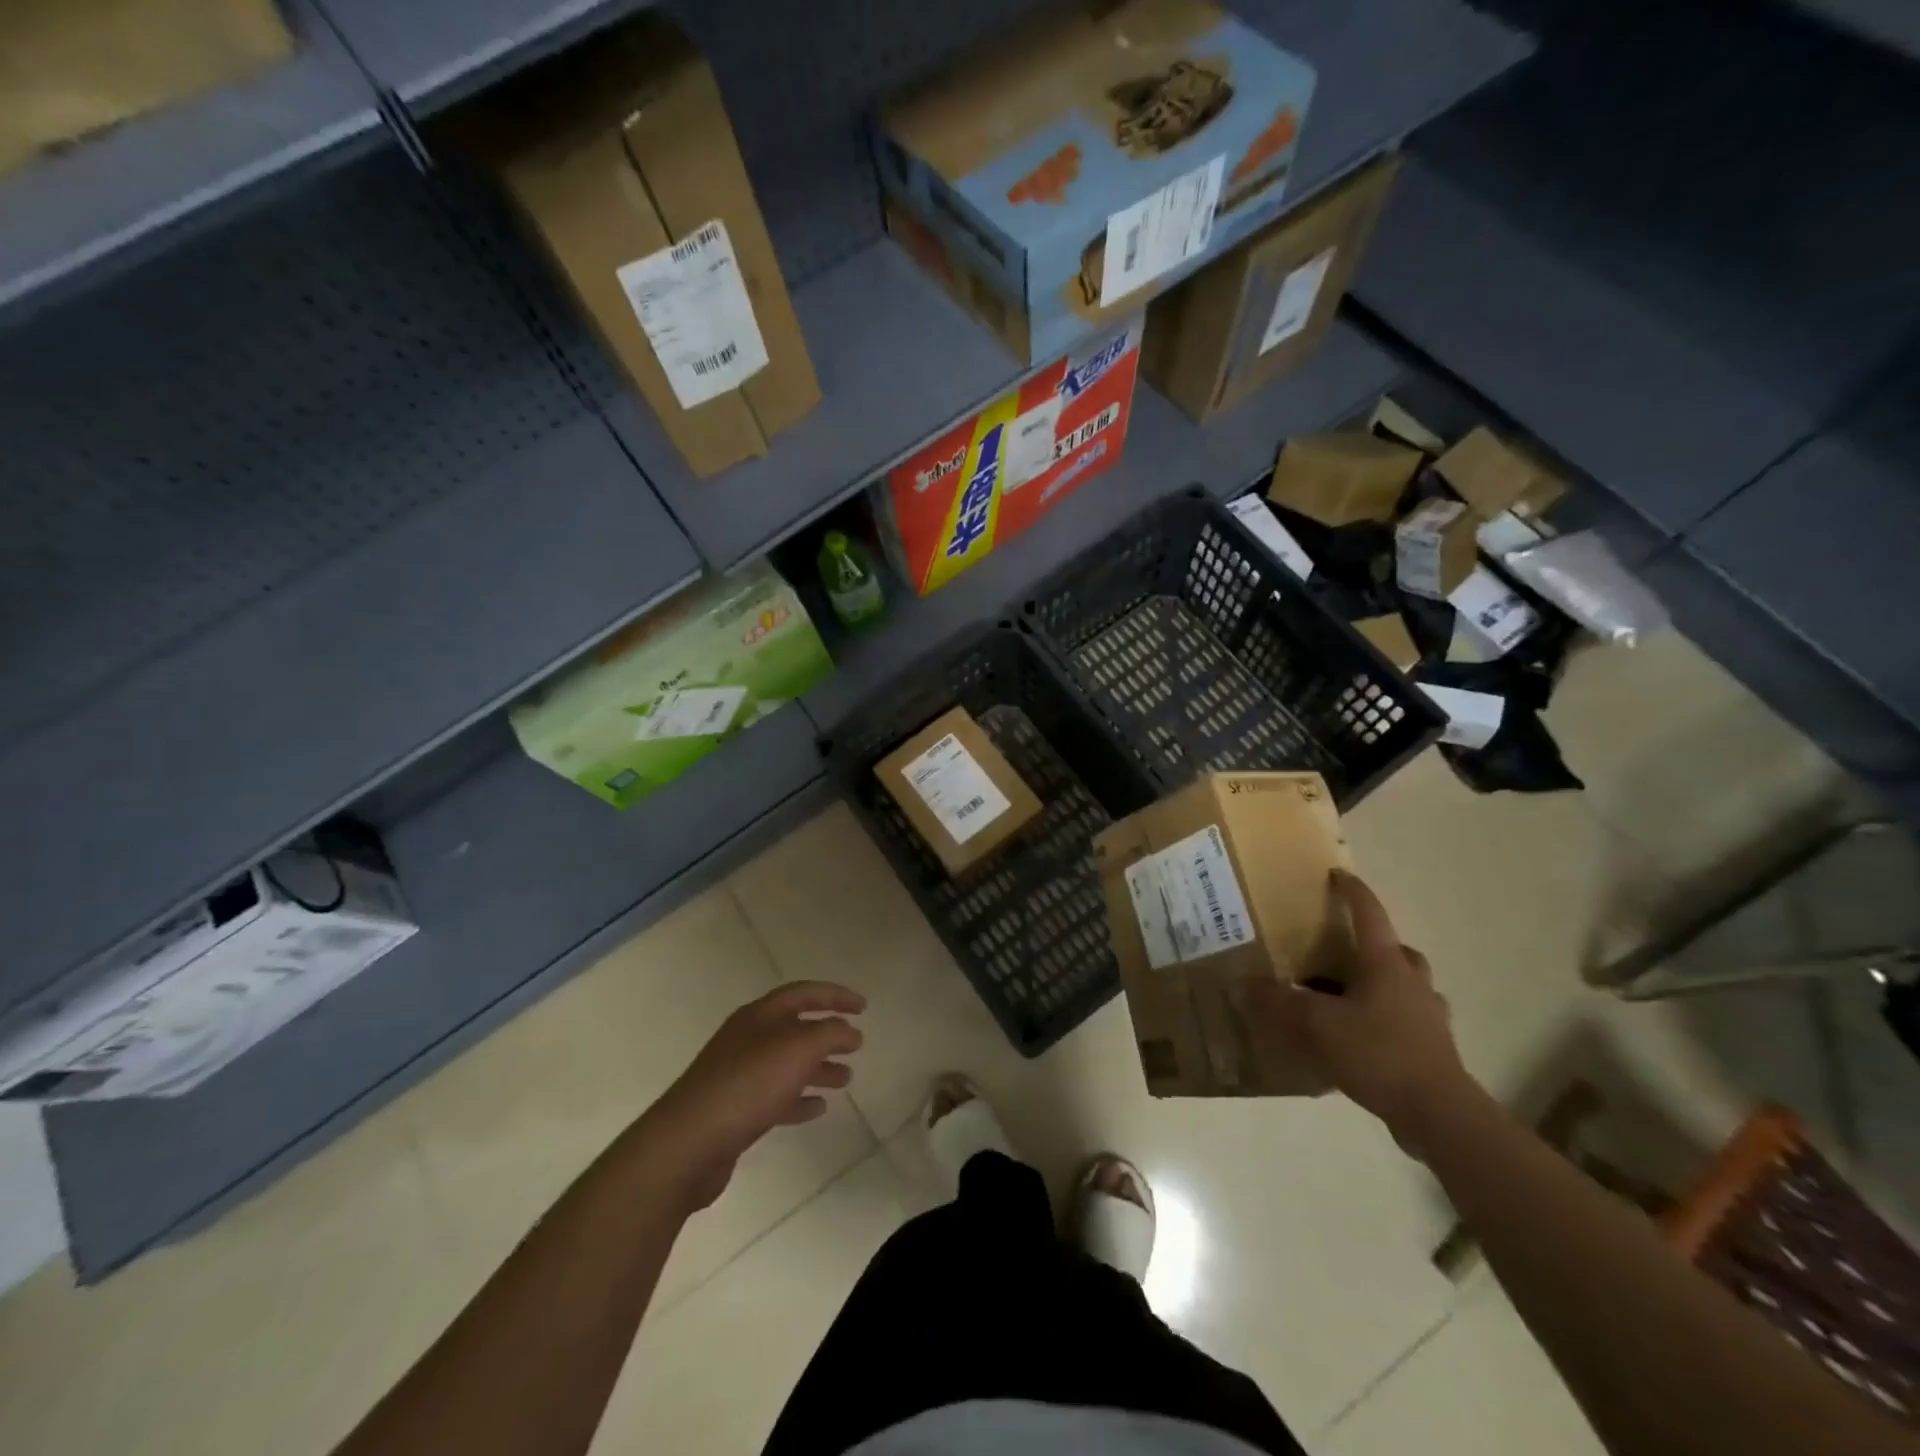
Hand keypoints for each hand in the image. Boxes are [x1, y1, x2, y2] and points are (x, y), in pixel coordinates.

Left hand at [649, 981, 864, 1207]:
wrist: (689, 1143)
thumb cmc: (749, 1084)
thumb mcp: (799, 1048)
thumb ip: (830, 1033)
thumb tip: (849, 1031)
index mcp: (760, 1015)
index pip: (804, 993)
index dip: (835, 995)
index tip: (864, 1007)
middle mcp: (748, 1039)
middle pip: (795, 1028)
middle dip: (828, 1034)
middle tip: (857, 1045)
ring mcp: (738, 1075)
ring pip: (787, 1064)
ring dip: (818, 1068)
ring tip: (846, 1079)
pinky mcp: (734, 1110)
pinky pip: (775, 1097)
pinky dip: (799, 1099)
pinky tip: (818, 1108)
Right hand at [1247, 871, 1472, 1153]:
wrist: (1438, 1113)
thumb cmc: (1378, 1052)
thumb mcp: (1317, 1024)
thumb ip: (1277, 1003)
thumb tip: (1237, 984)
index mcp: (1386, 965)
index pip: (1370, 915)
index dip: (1353, 892)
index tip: (1339, 875)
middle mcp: (1412, 983)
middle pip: (1397, 950)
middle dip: (1374, 944)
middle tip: (1344, 949)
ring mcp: (1428, 1017)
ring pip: (1406, 986)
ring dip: (1383, 983)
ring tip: (1350, 995)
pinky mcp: (1433, 1049)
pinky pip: (1407, 1021)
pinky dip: (1387, 1019)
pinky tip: (1364, 1036)